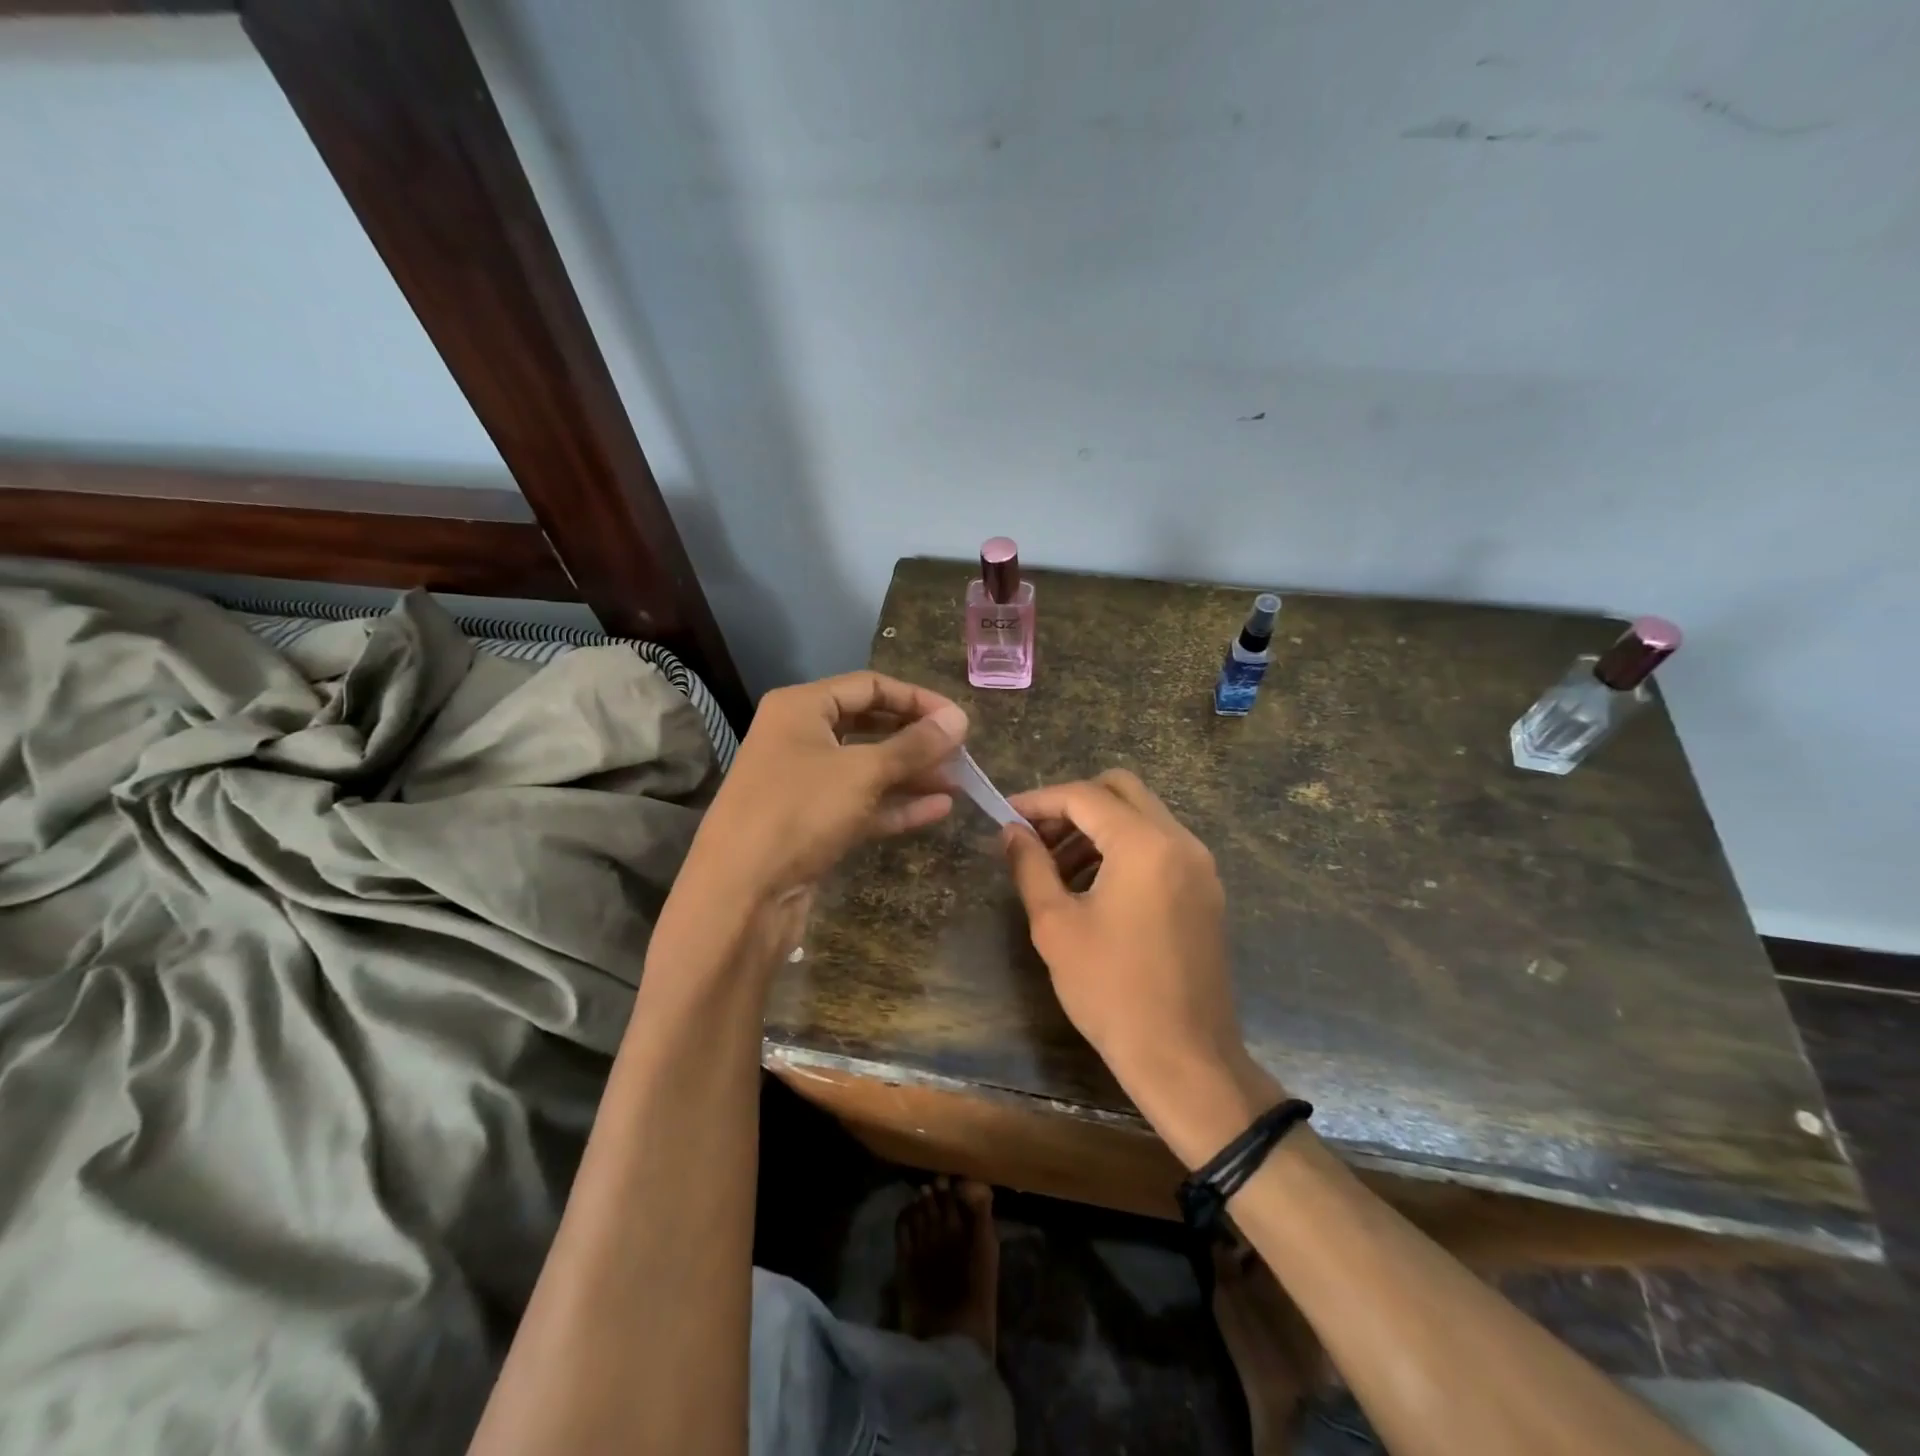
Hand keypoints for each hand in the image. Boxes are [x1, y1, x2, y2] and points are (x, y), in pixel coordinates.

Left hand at [683, 672, 967, 904]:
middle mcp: (800, 739)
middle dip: (916, 740)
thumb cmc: (798, 812)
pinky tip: (939, 809)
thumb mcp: (862, 772)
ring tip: (959, 782)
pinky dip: (897, 806)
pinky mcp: (813, 824)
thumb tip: (959, 718)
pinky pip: (862, 805)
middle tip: (961, 753)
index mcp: (801, 708)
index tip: (958, 720)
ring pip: (868, 769)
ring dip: (912, 774)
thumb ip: (914, 745)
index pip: (869, 687)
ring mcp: (806, 784)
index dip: (917, 699)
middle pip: (870, 727)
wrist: (740, 895)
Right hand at [1002, 771, 1279, 1163]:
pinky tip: (1093, 886)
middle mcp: (1180, 841)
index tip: (1006, 815)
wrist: (1185, 1058)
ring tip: (1057, 868)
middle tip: (1035, 836)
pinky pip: (1160, 846)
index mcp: (1144, 844)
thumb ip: (1030, 866)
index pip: (1085, 796)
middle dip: (1072, 804)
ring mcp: (1200, 866)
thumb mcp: (1055, 925)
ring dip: (1098, 827)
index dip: (1039, 800)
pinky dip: (1124, 848)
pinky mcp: (1205, 890)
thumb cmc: (1111, 991)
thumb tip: (1011, 832)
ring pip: (1143, 816)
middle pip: (1121, 790)